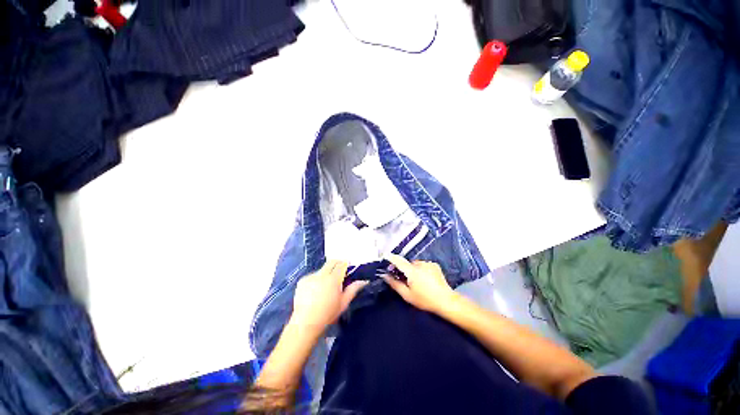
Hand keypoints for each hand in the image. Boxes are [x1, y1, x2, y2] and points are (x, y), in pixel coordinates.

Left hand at [291, 260, 367, 333]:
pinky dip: (316, 279)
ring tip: (326, 285)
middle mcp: (322, 274)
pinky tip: (315, 290)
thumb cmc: (328, 314)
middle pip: (331, 262)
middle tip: (340, 271)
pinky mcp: (302, 281)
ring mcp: (311, 276)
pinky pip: (312, 275)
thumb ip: (353, 289)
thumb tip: (364, 281)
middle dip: (337, 263)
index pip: (342, 264)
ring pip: (322, 269)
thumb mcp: (343, 303)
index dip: (346, 263)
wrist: (305, 323)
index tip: (348, 266)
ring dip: (326, 272)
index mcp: (334, 279)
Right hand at [382, 254, 458, 314]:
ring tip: (417, 281)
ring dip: (413, 269)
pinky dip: (422, 269)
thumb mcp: (407, 295)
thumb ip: (394, 284)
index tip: (385, 256)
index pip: (398, 260)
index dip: (391, 258)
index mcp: (412, 271)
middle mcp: (420, 264)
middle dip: (404, 269)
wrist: (446, 301)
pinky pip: (424, 265)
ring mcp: (429, 263)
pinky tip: (425, 279)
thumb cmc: (425, 300)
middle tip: (404, 279)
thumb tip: (385, 275)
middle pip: (407, 263)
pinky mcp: (435, 265)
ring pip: (416, 264)